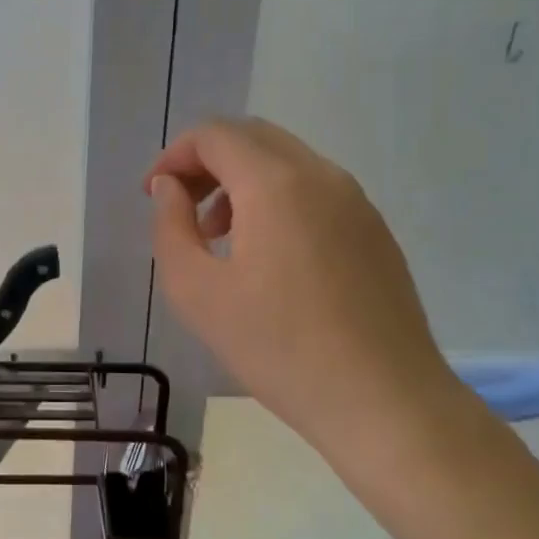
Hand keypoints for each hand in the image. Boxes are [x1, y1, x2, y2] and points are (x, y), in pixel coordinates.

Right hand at [145, 118, 455, 450]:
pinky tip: (268, 256)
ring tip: (219, 237)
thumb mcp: (197, 293)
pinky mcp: (374, 229)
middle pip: (251, 137)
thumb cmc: (280, 350)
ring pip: (285, 161)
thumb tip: (169, 188)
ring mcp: (355, 201)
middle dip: (206, 162)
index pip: (214, 135)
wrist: (385, 403)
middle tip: (181, 208)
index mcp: (276, 183)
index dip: (174, 155)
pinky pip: (314, 189)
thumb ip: (171, 227)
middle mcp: (321, 175)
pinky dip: (276, 198)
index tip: (152, 193)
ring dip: (241, 181)